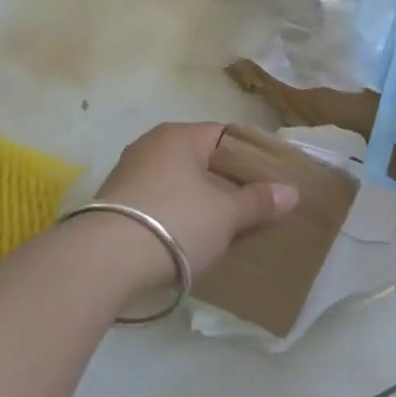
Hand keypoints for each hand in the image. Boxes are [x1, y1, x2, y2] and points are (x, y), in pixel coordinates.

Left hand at [90, 123, 298, 287]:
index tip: (268, 182)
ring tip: (223, 229)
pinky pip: (157, 203)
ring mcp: (129, 173)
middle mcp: (151, 145)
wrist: (104, 261)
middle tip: (250, 208)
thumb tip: (291, 192)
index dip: (250, 158)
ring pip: (178, 183)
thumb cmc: (175, 222)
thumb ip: (258, 201)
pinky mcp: (114, 204)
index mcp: (180, 135)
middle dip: (225, 183)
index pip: (225, 136)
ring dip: (199, 202)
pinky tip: (188, 240)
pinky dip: (175, 216)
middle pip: (200, 160)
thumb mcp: (226, 214)